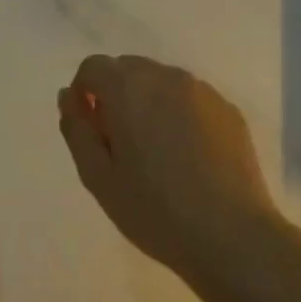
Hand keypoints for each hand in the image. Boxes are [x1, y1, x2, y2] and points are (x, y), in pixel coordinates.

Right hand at [57, 54, 300, 292]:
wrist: (231, 234)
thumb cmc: (154, 209)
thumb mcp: (97, 177)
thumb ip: (76, 129)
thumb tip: (69, 97)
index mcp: (129, 89)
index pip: (93, 67)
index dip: (84, 93)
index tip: (91, 129)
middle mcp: (166, 77)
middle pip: (129, 69)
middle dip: (116, 95)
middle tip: (120, 144)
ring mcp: (203, 92)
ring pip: (162, 82)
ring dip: (149, 103)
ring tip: (157, 153)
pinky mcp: (229, 110)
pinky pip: (191, 99)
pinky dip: (179, 114)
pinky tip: (188, 156)